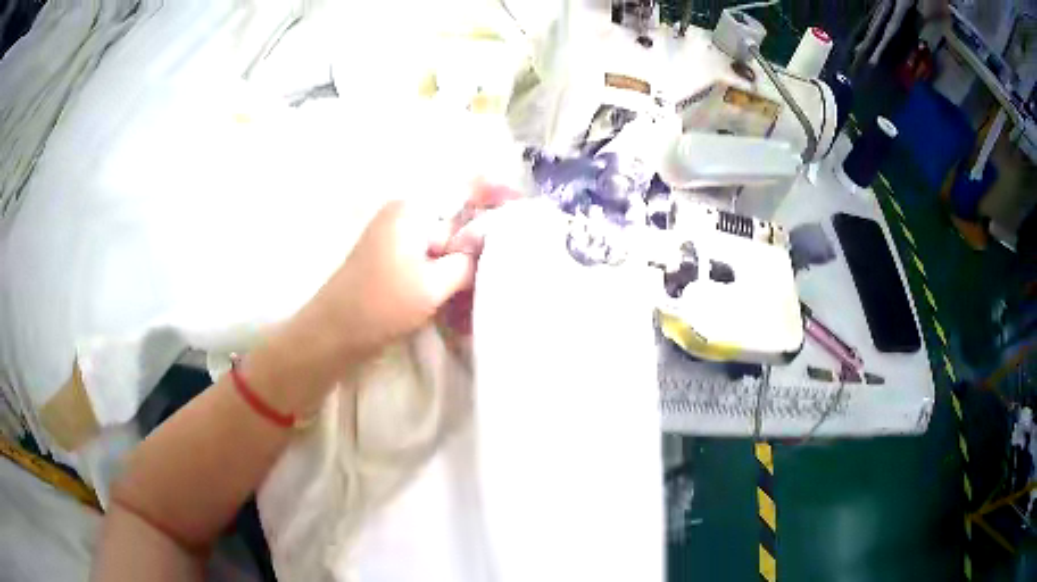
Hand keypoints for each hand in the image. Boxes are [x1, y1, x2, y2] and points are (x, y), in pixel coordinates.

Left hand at [247, 186, 516, 411]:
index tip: (522, 207)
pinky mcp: (394, 258)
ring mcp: (397, 236)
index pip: (464, 189)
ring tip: (487, 277)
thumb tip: (489, 247)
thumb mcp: (434, 284)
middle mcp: (405, 214)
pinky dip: (447, 269)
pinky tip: (461, 291)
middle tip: (510, 254)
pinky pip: (430, 255)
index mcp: (413, 209)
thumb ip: (468, 261)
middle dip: (481, 236)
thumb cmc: (382, 303)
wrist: (335, 332)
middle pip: (456, 216)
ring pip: (445, 240)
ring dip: (464, 258)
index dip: (495, 194)